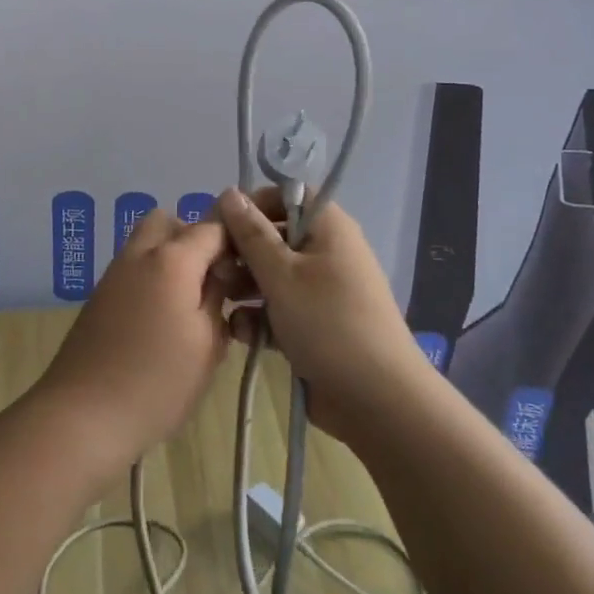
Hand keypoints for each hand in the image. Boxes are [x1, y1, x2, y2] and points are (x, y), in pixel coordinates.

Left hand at [32, 210, 230, 475]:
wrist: (83, 414)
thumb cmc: (156, 382)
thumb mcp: (207, 344)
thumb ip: (218, 298)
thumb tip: (219, 275)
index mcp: (172, 259)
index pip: (213, 227)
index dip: (234, 244)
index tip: (245, 276)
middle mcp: (140, 253)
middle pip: (171, 221)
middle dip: (195, 239)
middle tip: (212, 281)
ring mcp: (115, 271)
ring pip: (148, 240)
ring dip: (171, 256)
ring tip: (189, 303)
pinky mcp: (100, 294)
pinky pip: (133, 265)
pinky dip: (152, 274)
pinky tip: (162, 318)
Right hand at [215, 186, 430, 446]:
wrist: (378, 401)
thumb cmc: (327, 323)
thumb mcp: (281, 274)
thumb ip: (251, 233)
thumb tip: (229, 192)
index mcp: (328, 228)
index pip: (287, 195)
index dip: (254, 204)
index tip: (221, 223)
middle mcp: (327, 252)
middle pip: (275, 236)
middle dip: (242, 252)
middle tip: (216, 271)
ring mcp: (323, 291)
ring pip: (273, 275)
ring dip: (245, 287)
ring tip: (223, 304)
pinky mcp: (316, 326)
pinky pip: (281, 309)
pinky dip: (261, 317)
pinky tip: (242, 334)